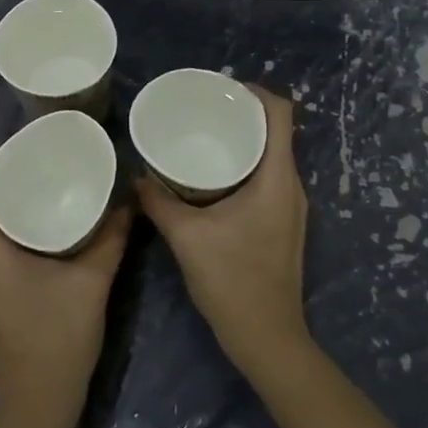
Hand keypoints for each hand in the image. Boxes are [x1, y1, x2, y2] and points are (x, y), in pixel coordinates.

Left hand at [0, 154, 131, 427]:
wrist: (37, 404)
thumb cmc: (58, 338)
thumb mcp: (91, 282)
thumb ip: (111, 237)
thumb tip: (129, 199)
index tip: (19, 146)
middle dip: (4, 177)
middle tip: (43, 162)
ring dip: (8, 204)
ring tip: (46, 189)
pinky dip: (10, 229)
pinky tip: (44, 231)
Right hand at [135, 86, 310, 379]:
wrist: (267, 338)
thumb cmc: (232, 281)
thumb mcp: (187, 237)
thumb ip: (159, 202)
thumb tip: (135, 176)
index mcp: (277, 179)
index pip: (282, 114)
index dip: (255, 92)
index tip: (221, 89)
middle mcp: (292, 186)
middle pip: (276, 131)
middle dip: (242, 114)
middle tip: (202, 110)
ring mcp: (291, 207)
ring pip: (272, 156)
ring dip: (243, 141)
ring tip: (204, 137)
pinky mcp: (283, 224)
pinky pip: (267, 178)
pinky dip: (244, 166)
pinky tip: (212, 177)